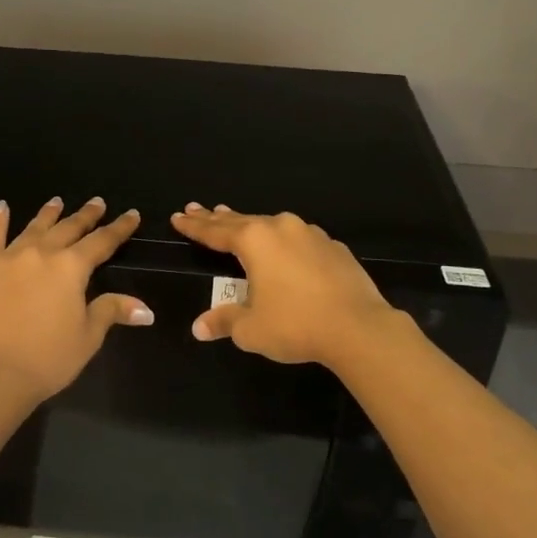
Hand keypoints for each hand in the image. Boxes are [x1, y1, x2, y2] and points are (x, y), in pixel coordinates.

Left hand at [0, 197, 152, 407]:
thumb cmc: (48, 358)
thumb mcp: (88, 336)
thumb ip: (112, 311)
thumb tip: (146, 310)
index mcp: (72, 268)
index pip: (102, 242)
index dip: (119, 228)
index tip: (131, 214)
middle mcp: (43, 253)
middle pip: (69, 228)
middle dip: (86, 215)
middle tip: (97, 203)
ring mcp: (11, 257)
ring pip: (35, 227)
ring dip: (49, 214)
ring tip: (57, 202)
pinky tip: (3, 207)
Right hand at [170, 204, 402, 370]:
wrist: (358, 327)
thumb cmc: (295, 325)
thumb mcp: (251, 329)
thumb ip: (224, 321)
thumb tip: (199, 327)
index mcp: (255, 241)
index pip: (215, 232)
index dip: (194, 227)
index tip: (178, 217)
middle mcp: (281, 228)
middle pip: (241, 221)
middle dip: (217, 217)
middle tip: (197, 209)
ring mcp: (310, 234)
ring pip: (271, 225)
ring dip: (250, 224)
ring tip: (235, 219)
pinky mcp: (333, 247)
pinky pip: (298, 238)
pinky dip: (282, 240)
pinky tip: (283, 246)